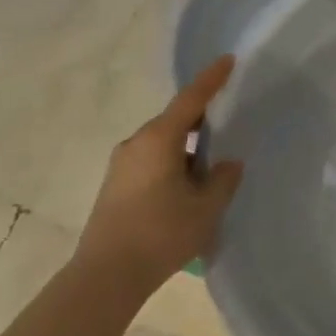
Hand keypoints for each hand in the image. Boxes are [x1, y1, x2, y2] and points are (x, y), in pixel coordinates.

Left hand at [77, 57, 243, 295]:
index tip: (227, 60)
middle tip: (229, 126)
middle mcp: (137, 143)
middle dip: (202, 122)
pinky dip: (172, 164)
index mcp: (160, 139)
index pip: (191, 99)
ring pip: (163, 144)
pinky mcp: (115, 186)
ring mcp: (121, 165)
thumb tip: (227, 164)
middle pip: (175, 120)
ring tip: (211, 169)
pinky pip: (151, 161)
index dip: (211, 79)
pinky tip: (187, 189)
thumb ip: (223, 180)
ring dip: (187, 149)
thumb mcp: (206, 208)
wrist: (106, 276)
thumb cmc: (161, 234)